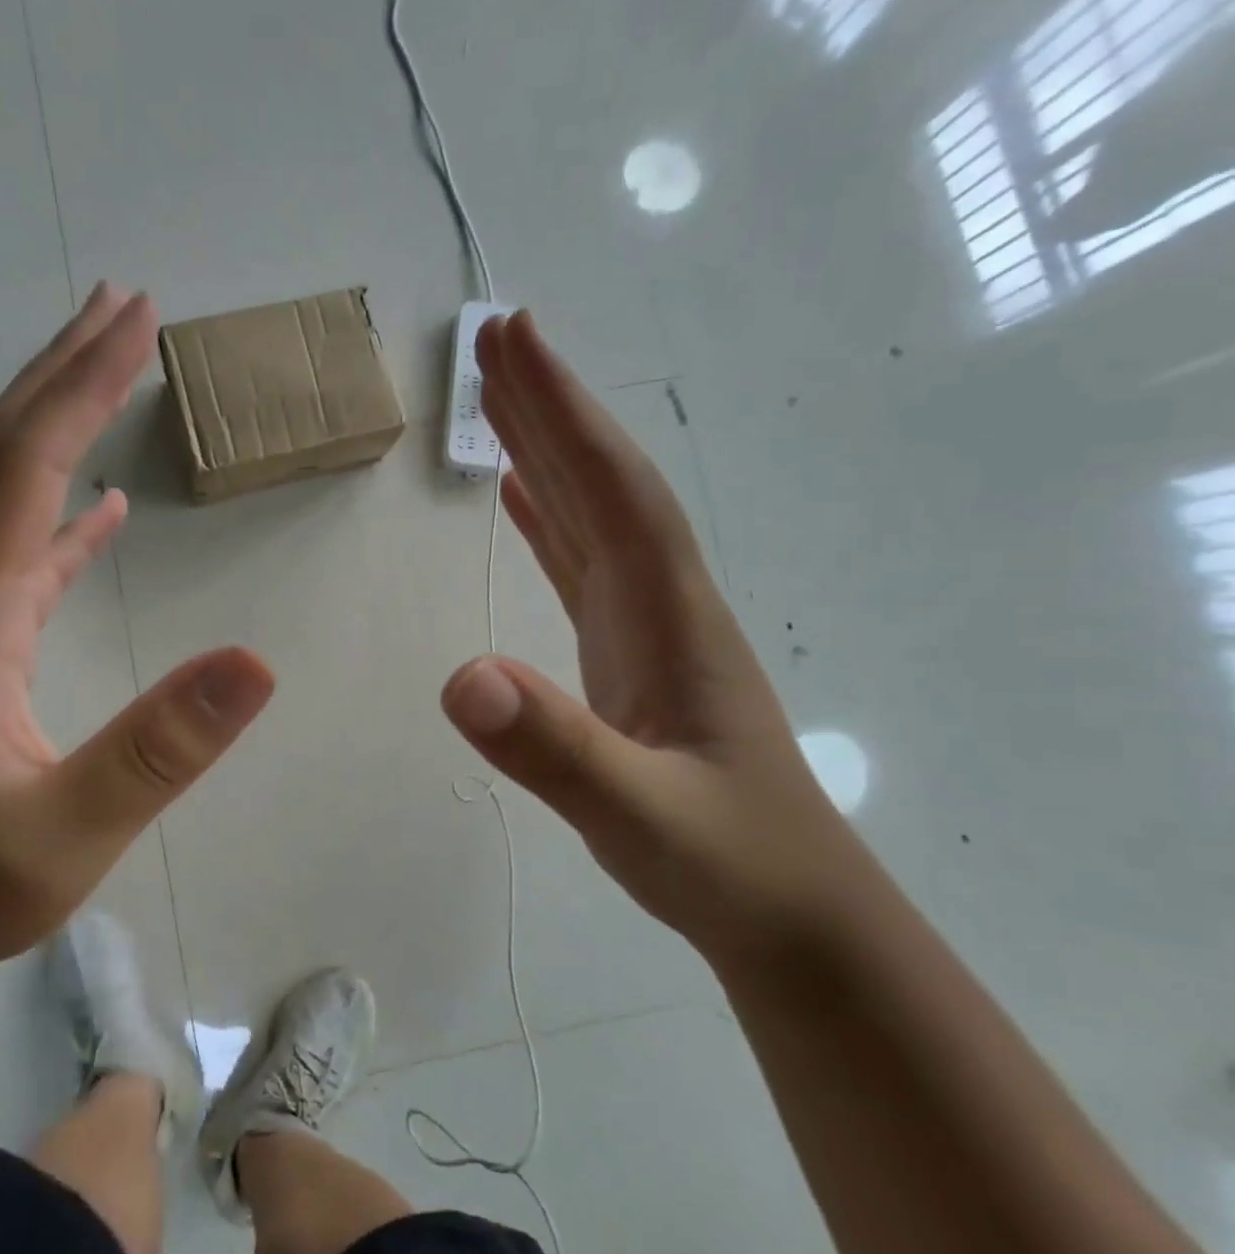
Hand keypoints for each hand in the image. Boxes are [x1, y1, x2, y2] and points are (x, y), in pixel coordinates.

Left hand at [0, 285, 275, 1007]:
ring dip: (52, 423)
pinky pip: (16, 556)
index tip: (136, 321)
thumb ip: (162, 747)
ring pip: (1, 494)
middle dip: (61, 371)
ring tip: (105, 369)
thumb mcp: (69, 830)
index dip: (82, 389)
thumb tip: (258, 661)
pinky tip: (98, 506)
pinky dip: (56, 512)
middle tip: (121, 305)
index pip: (25, 472)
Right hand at [439, 312, 873, 965]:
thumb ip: (555, 749)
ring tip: (497, 398)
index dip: (562, 409)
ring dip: (546, 450)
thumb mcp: (640, 816)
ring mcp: (646, 626)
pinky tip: (521, 499)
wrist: (792, 916)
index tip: (513, 339)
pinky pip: (581, 562)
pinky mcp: (628, 654)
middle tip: (492, 337)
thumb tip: (461, 679)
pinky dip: (549, 518)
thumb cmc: (728, 863)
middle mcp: (661, 599)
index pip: (611, 486)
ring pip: (590, 514)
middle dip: (549, 403)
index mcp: (669, 613)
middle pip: (600, 480)